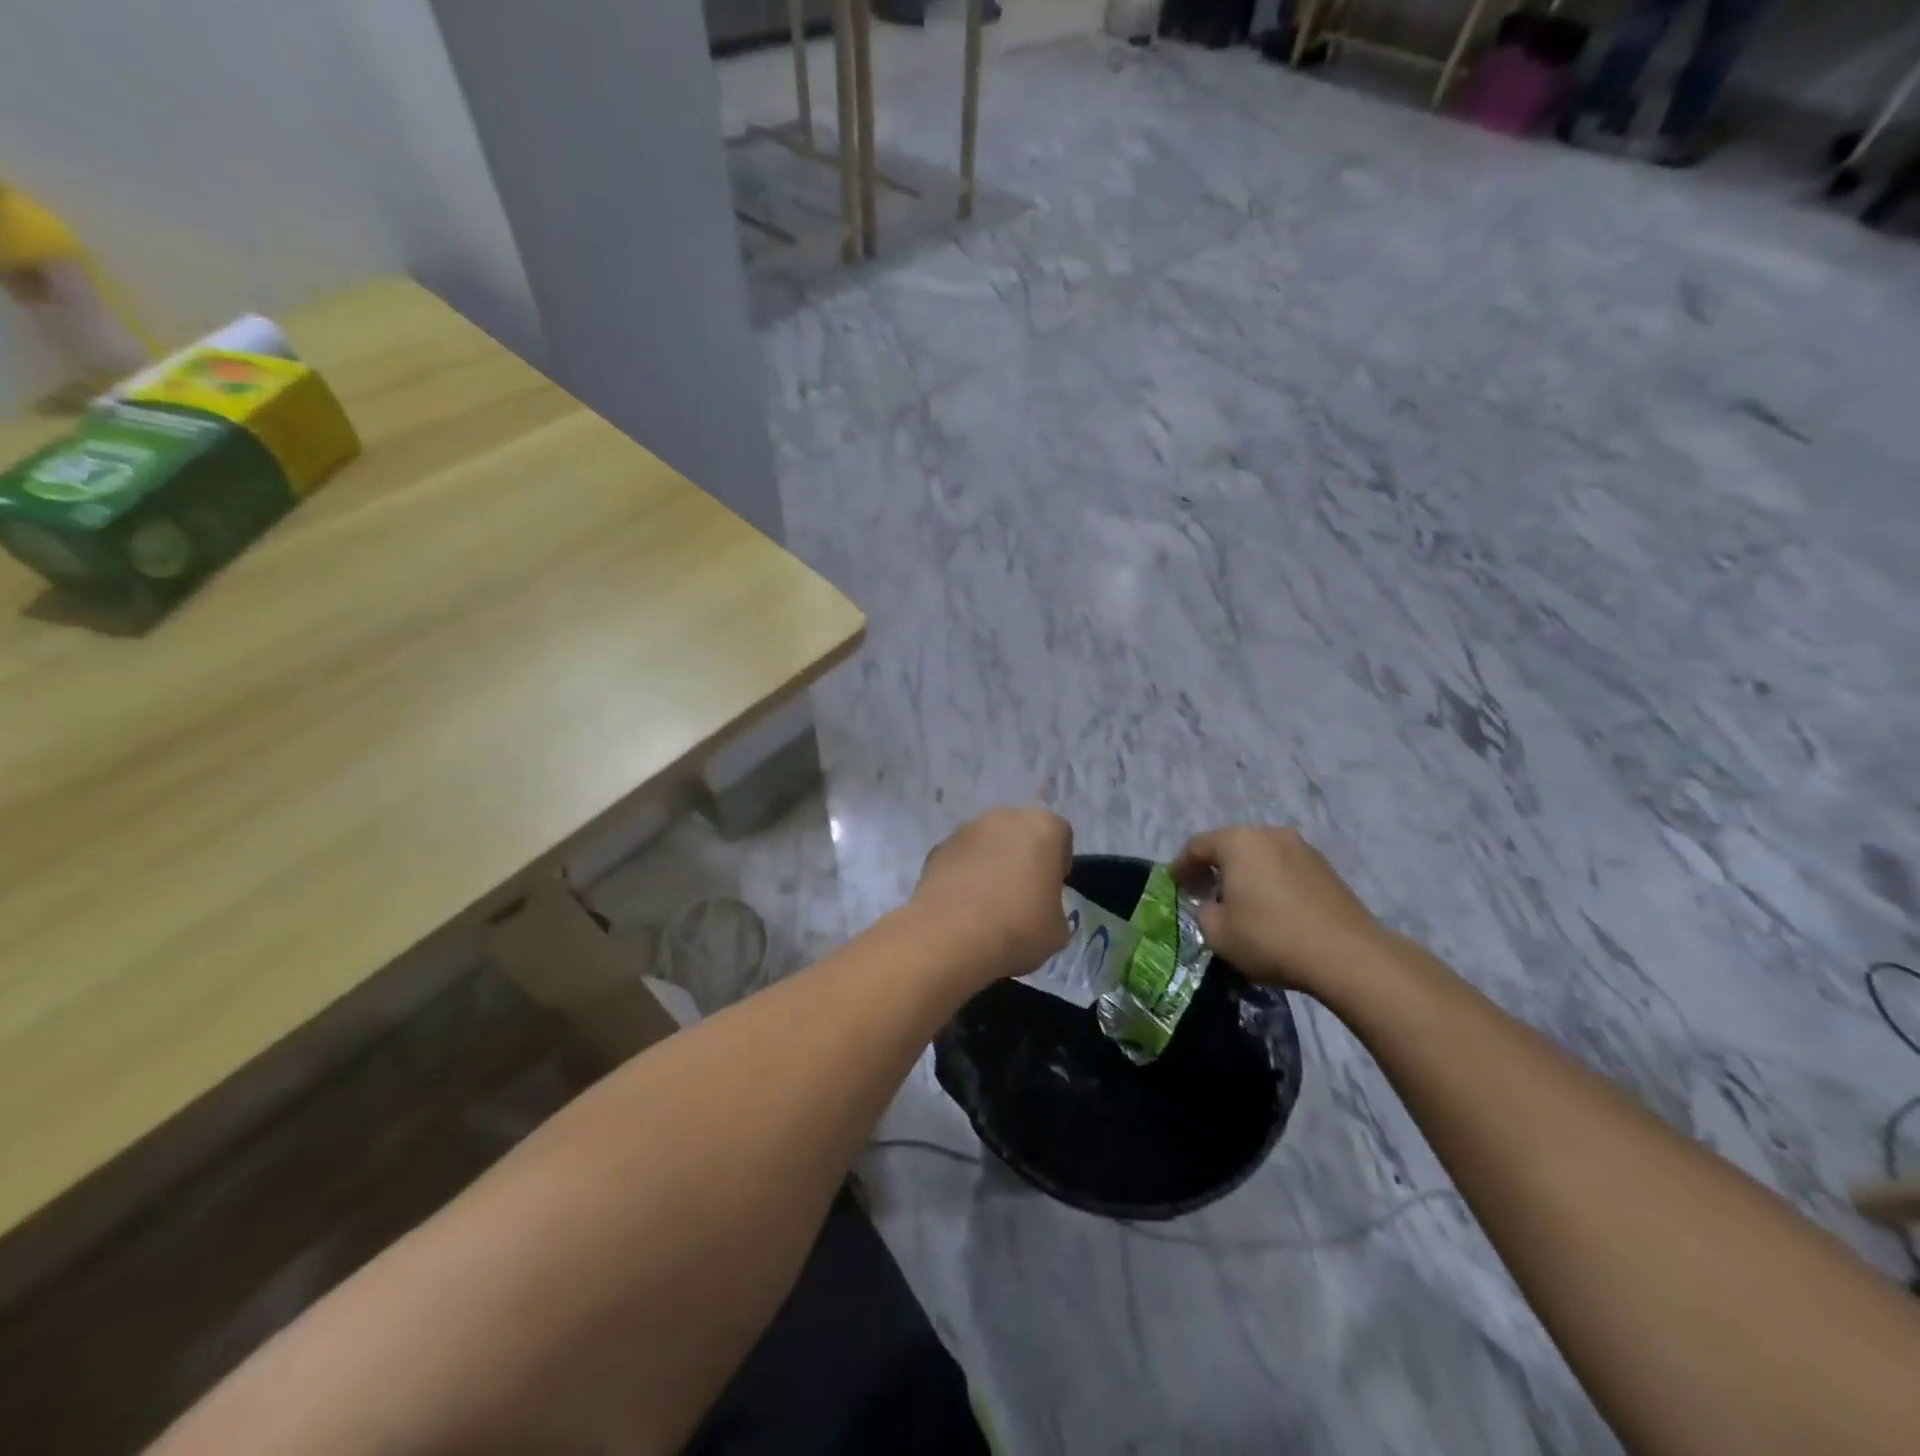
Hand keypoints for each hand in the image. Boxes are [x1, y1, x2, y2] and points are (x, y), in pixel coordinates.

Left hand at [911, 806, 1072, 983]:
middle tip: (1021, 893)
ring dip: (991, 862)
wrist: (950, 938)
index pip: (1060, 835)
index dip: (1058, 862)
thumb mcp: (1057, 930)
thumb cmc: (1017, 929)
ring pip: (988, 841)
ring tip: (987, 901)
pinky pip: (961, 857)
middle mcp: (1004, 817)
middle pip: (1021, 832)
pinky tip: (963, 904)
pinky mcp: (937, 848)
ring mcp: (966, 829)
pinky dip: (964, 873)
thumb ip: (1053, 907)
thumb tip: (1040, 910)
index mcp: (1043, 828)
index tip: (1051, 889)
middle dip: (1023, 855)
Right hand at [1172, 825, 1386, 992]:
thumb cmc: (1271, 937)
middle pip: (1230, 846)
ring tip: (1238, 901)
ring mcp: (1302, 849)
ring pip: (1260, 856)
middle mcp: (1269, 834)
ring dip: (1244, 874)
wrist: (1348, 956)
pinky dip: (1270, 882)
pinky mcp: (1326, 869)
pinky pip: (1284, 869)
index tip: (1173, 884)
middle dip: (1213, 867)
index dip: (1180, 866)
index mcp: (1238, 841)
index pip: (1197, 846)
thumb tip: (1212, 906)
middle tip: (1202, 891)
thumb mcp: (1218, 933)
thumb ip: (1204, 913)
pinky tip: (1270, 908)